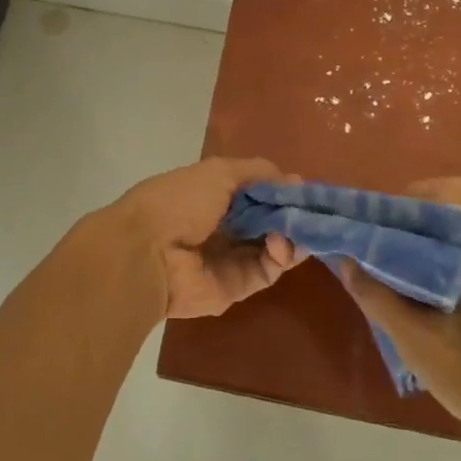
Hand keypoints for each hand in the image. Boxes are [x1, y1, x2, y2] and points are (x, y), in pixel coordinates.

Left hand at [104, 156, 303, 319]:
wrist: (148, 252)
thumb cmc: (180, 201)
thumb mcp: (218, 172)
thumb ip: (257, 172)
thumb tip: (294, 179)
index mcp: (212, 198)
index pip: (255, 195)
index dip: (280, 191)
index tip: (303, 188)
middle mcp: (222, 228)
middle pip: (268, 222)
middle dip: (291, 215)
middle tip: (312, 211)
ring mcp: (230, 259)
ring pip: (273, 248)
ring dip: (291, 236)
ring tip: (298, 227)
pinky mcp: (236, 287)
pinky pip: (267, 271)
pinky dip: (280, 256)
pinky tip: (280, 242)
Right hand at [338, 177, 460, 460]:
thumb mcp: (423, 346)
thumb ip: (380, 299)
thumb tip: (345, 261)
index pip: (457, 194)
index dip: (413, 198)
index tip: (378, 220)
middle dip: (419, 210)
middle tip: (382, 234)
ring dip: (432, 229)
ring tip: (394, 252)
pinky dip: (447, 247)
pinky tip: (421, 276)